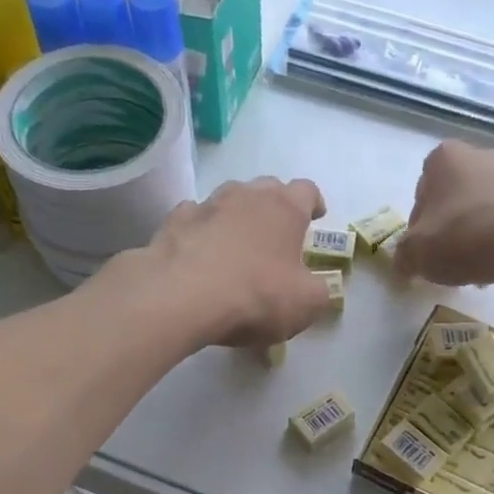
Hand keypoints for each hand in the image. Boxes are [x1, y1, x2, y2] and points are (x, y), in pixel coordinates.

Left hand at [144, 176, 331, 346]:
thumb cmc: (256, 295)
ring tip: (237, 243)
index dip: (314, 203)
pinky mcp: (174, 221)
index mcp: (285, 208)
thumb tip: (317, 286)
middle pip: (267, 189)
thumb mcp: (306, 304)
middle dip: (275, 207)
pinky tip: (200, 251)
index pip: (307, 190)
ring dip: (236, 216)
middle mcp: (247, 195)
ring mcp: (207, 205)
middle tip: (277, 234)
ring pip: (228, 199)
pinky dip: (202, 230)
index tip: (316, 217)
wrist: (182, 297)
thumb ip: (320, 291)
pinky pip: (194, 218)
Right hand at [394, 140, 493, 286]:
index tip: (421, 245)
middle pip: (450, 197)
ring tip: (466, 265)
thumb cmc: (458, 236)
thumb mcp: (415, 251)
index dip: (418, 221)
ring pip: (476, 209)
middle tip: (441, 255)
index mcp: (444, 157)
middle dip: (445, 224)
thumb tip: (402, 265)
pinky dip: (493, 239)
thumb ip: (402, 256)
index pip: (421, 190)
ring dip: (469, 233)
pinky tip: (489, 265)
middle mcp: (477, 156)